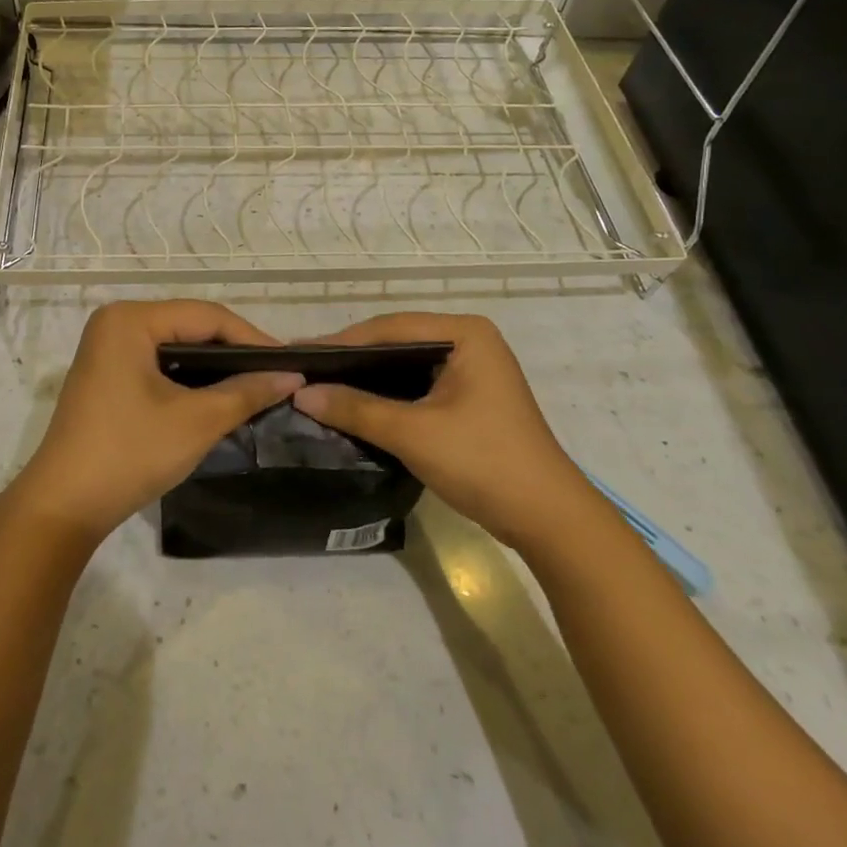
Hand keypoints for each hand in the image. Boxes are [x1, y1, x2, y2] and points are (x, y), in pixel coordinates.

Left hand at [10, 301, 302, 545]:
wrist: (64, 506)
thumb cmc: (130, 453)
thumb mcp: (197, 421)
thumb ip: (246, 392)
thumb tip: (291, 375)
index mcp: (131, 319)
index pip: (206, 316)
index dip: (252, 338)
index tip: (290, 363)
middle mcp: (116, 322)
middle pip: (190, 326)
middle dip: (234, 351)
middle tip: (276, 375)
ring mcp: (108, 348)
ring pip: (176, 346)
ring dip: (214, 366)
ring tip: (255, 386)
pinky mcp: (107, 373)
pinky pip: (159, 362)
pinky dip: (189, 377)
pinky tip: (217, 395)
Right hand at [291, 313, 594, 555]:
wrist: (547, 519)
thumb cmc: (483, 462)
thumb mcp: (413, 434)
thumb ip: (355, 409)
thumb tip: (300, 393)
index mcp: (465, 333)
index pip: (389, 327)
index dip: (342, 342)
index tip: (299, 355)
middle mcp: (470, 341)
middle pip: (396, 342)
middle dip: (352, 359)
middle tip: (305, 371)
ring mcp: (473, 369)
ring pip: (405, 364)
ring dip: (367, 377)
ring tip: (321, 386)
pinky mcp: (470, 396)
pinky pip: (417, 384)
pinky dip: (387, 394)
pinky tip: (356, 404)